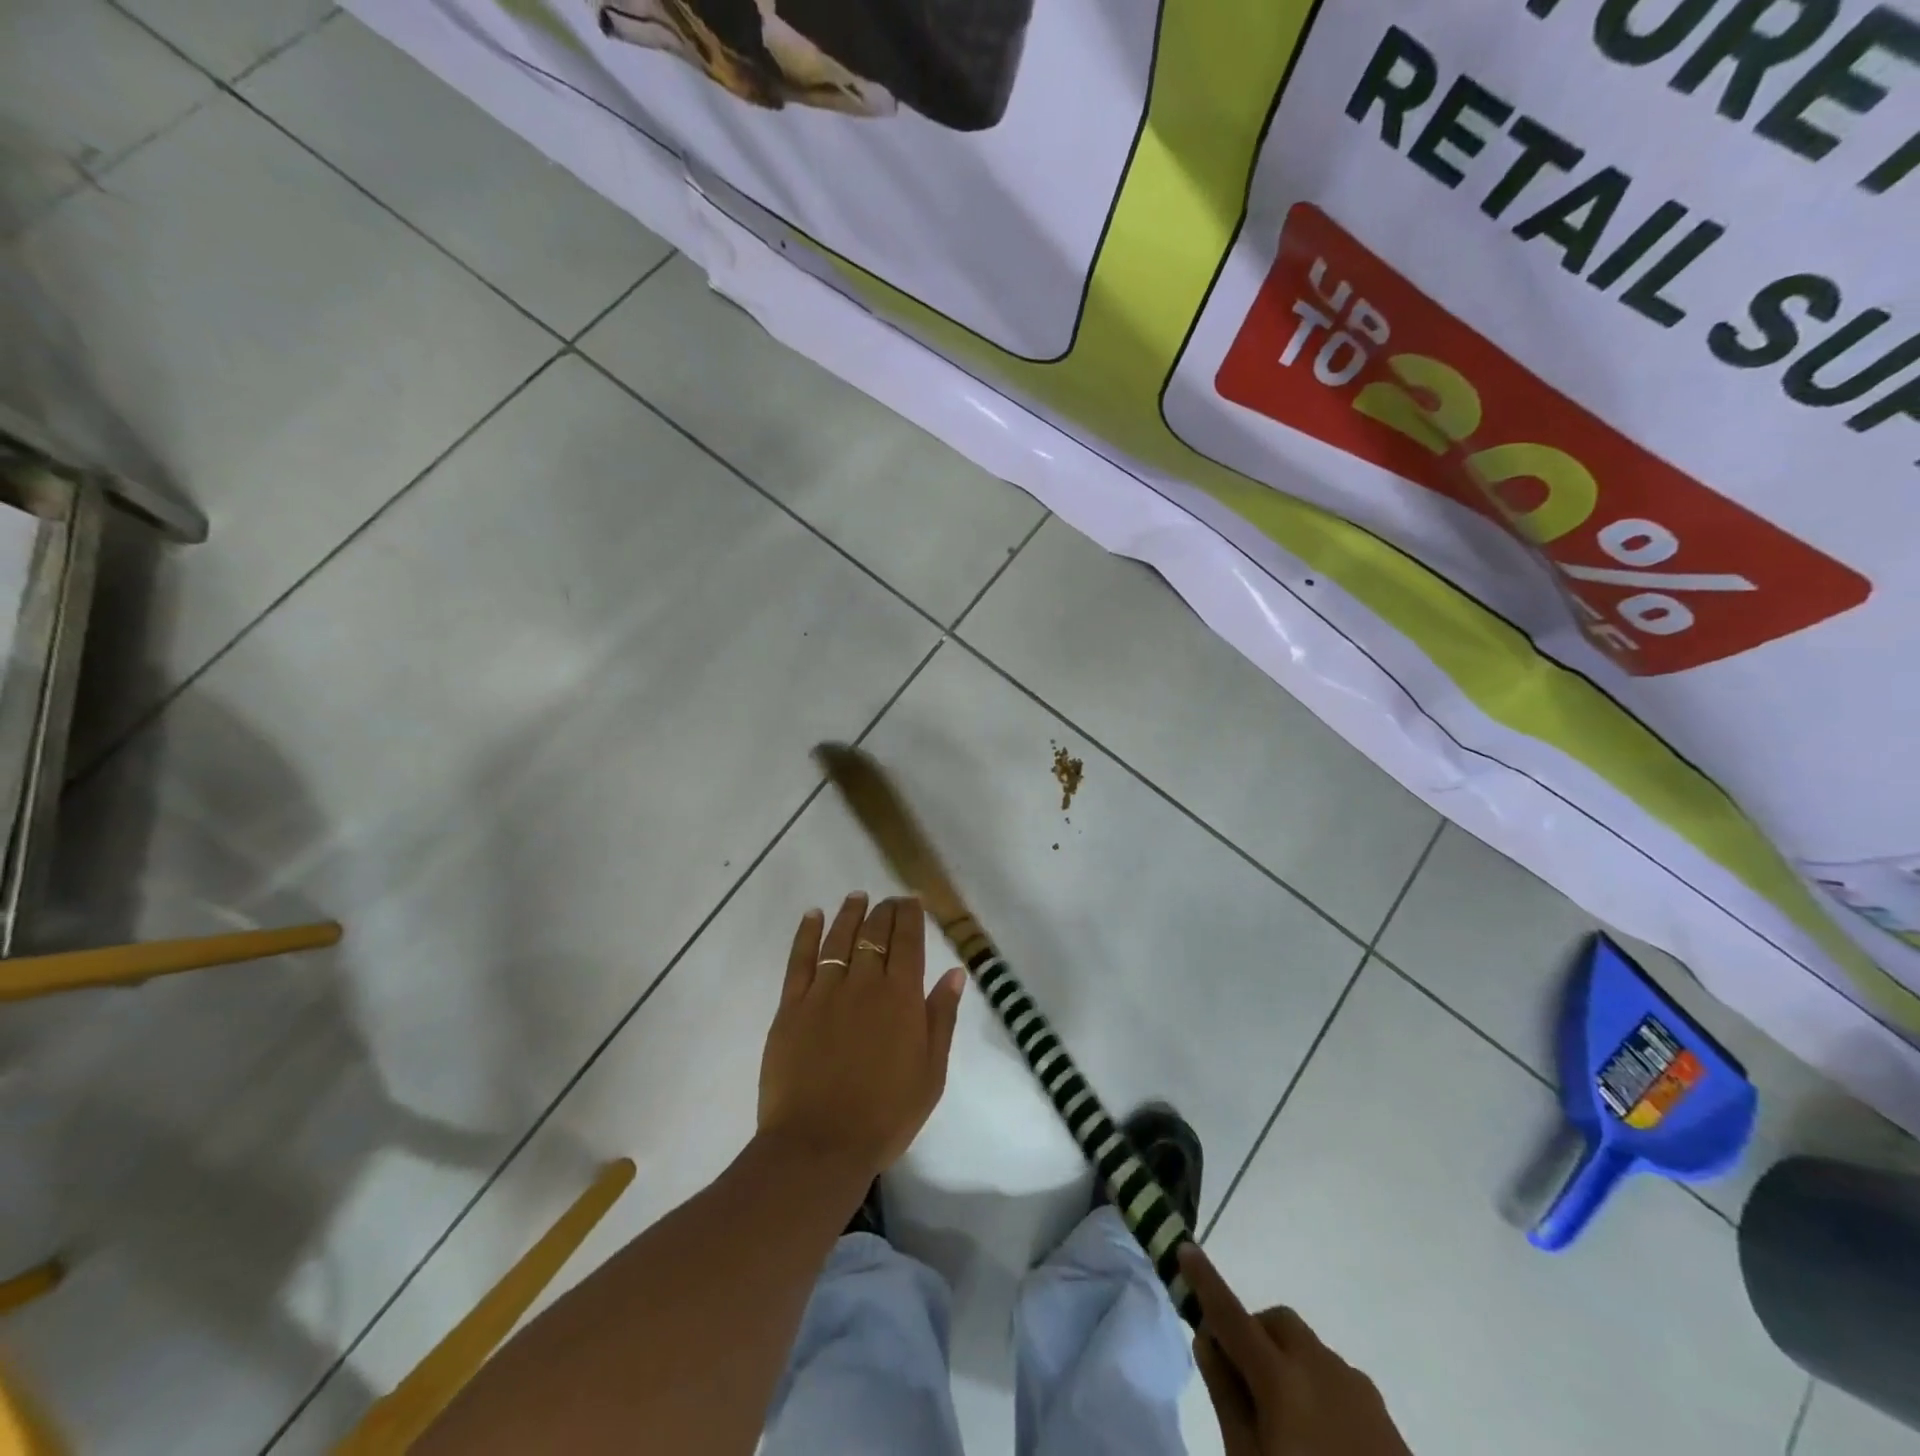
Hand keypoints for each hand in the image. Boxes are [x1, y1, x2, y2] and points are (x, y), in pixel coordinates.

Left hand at [757, 894, 964, 1181]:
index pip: (908, 941)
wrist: (819, 1145)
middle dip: (885, 911)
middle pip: (874, 933)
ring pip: (839, 938)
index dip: (911, 916)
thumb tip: (955, 973)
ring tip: (857, 897)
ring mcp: (824, 992)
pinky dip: (807, 933)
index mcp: (901, 997)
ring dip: (850, 913)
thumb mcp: (931, 1073)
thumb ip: (941, 1018)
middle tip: (889, 900)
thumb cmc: (885, 1115)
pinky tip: (813, 916)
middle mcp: (864, 983)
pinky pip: (800, 959)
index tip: (913, 900)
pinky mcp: (791, 1006)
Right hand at [1180, 1244, 1413, 1455]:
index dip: (1205, 1282)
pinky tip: (1320, 1438)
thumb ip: (1226, 1398)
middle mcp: (1320, 1367)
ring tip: (1284, 1420)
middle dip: (1252, 1332)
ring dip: (1286, 1361)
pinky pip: (1337, 1378)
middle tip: (1240, 1377)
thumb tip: (1207, 1341)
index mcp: (1281, 1378)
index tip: (1185, 1249)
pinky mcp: (1382, 1413)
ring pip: (1308, 1348)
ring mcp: (1356, 1387)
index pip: (1231, 1316)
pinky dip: (1316, 1386)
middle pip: (1276, 1321)